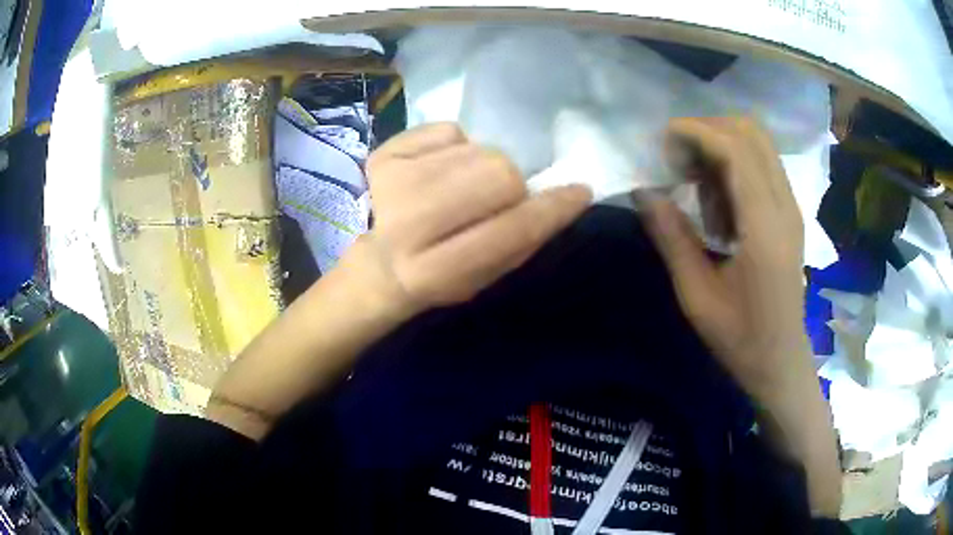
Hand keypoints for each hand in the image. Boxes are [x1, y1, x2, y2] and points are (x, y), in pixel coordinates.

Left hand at [360, 122, 591, 316]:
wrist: (381, 261)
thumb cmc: (442, 272)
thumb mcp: (487, 276)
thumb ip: (523, 239)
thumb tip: (563, 194)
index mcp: (434, 272)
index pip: (510, 230)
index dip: (552, 209)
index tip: (579, 191)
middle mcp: (407, 225)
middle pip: (498, 173)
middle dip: (510, 185)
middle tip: (496, 198)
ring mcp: (391, 182)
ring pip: (479, 149)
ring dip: (482, 167)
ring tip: (460, 187)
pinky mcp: (383, 153)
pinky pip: (451, 130)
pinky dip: (456, 148)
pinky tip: (437, 171)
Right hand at [641, 117, 809, 399]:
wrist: (780, 359)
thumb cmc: (740, 337)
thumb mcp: (696, 295)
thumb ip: (671, 237)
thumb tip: (643, 191)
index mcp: (764, 226)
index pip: (735, 148)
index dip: (696, 132)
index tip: (663, 141)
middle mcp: (784, 205)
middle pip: (751, 132)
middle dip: (708, 131)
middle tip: (678, 159)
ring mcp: (791, 206)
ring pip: (759, 143)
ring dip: (722, 146)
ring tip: (695, 181)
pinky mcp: (789, 213)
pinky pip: (762, 164)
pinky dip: (735, 164)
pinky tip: (717, 200)